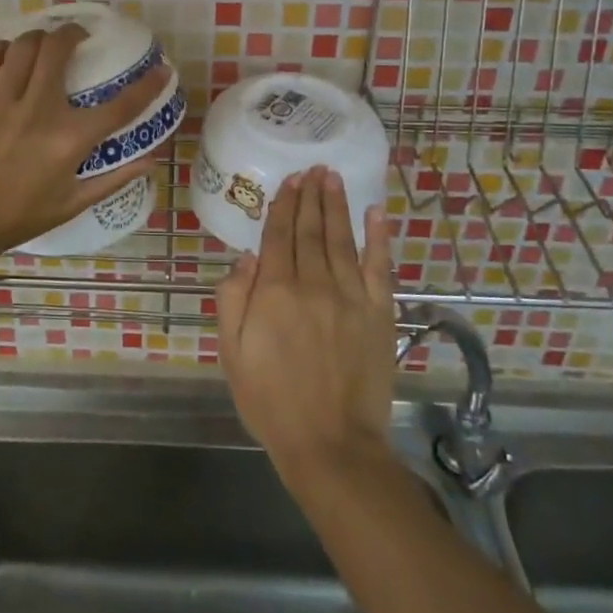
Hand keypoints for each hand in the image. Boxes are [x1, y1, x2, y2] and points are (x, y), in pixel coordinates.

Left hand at [0, 23, 171, 260]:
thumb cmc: (19, 217)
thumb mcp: (72, 204)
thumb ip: (113, 179)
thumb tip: (151, 163)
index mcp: (69, 140)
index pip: (120, 107)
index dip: (147, 86)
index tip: (162, 70)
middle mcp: (39, 111)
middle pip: (58, 49)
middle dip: (73, 33)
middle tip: (78, 37)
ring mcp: (2, 102)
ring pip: (23, 46)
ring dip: (39, 37)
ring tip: (44, 43)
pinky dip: (2, 49)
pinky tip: (9, 55)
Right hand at [216, 167, 396, 490]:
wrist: (331, 443)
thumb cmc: (271, 401)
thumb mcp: (232, 354)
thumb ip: (233, 300)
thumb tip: (246, 256)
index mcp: (274, 292)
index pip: (278, 237)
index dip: (282, 206)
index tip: (288, 181)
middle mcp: (313, 284)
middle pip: (310, 231)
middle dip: (309, 197)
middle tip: (311, 169)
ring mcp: (351, 296)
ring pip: (342, 239)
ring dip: (337, 205)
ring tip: (333, 178)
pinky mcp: (380, 313)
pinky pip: (379, 266)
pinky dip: (378, 237)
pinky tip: (376, 212)